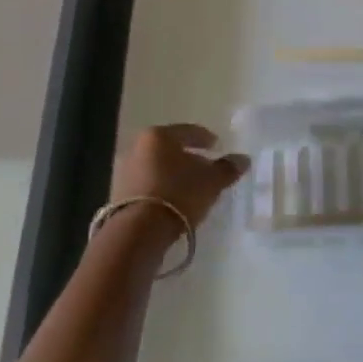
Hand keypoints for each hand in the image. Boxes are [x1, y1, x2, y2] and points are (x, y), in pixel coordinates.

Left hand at [108, 123, 249, 232]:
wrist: (139, 230)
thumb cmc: (179, 194)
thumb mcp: (211, 181)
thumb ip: (228, 168)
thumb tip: (243, 159)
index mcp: (159, 136)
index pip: (188, 131)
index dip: (205, 138)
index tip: (217, 146)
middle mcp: (138, 147)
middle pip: (170, 149)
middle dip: (188, 157)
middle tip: (205, 168)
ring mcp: (125, 171)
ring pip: (157, 167)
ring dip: (174, 174)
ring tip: (191, 188)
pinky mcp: (118, 194)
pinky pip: (148, 185)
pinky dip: (162, 188)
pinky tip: (174, 201)